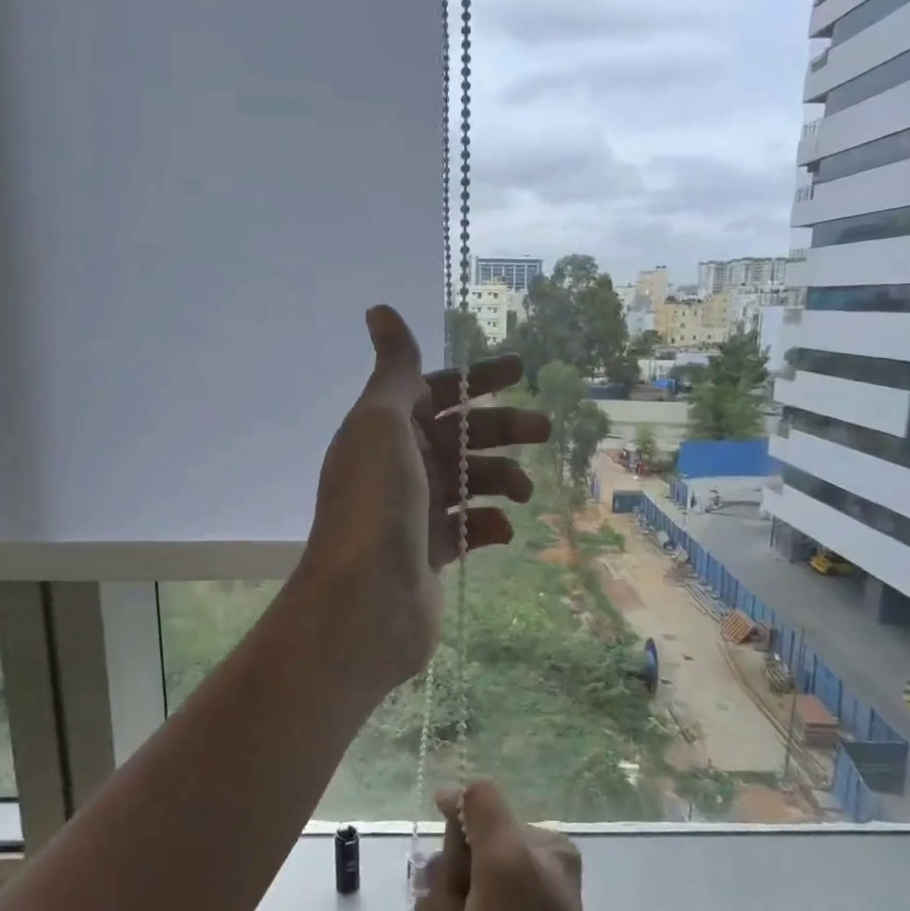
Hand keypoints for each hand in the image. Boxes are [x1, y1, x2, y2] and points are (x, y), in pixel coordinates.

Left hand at [295, 307, 549, 687]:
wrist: (365, 601)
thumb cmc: (377, 502)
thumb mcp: (382, 422)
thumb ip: (394, 369)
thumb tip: (378, 309)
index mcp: (384, 430)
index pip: (436, 391)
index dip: (476, 378)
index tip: (521, 370)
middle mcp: (398, 465)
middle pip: (460, 435)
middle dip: (502, 428)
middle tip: (544, 429)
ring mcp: (414, 511)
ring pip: (469, 481)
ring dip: (501, 478)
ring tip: (522, 492)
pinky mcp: (430, 553)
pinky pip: (470, 528)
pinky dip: (489, 525)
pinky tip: (503, 530)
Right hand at [415, 780, 615, 910]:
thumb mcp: (508, 860)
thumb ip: (481, 807)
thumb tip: (450, 790)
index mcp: (540, 849)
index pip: (474, 815)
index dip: (460, 843)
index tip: (468, 869)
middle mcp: (519, 878)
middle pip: (451, 856)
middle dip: (451, 892)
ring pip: (437, 897)